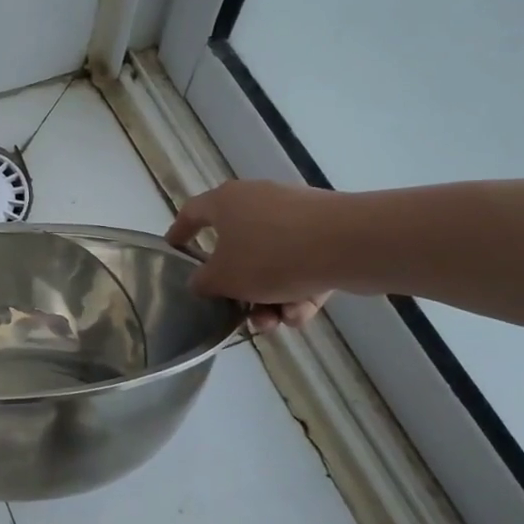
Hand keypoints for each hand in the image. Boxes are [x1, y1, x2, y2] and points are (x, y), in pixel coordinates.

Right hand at [167, 178, 339, 332]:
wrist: (350, 245)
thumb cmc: (271, 256)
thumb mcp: (223, 279)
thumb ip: (203, 283)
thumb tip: (201, 282)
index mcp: (226, 202)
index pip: (192, 213)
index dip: (179, 233)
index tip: (174, 250)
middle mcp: (258, 201)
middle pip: (237, 248)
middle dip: (238, 288)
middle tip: (237, 311)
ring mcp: (296, 214)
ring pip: (272, 263)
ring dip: (269, 297)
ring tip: (277, 323)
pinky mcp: (327, 231)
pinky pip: (302, 265)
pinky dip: (298, 290)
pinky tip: (302, 313)